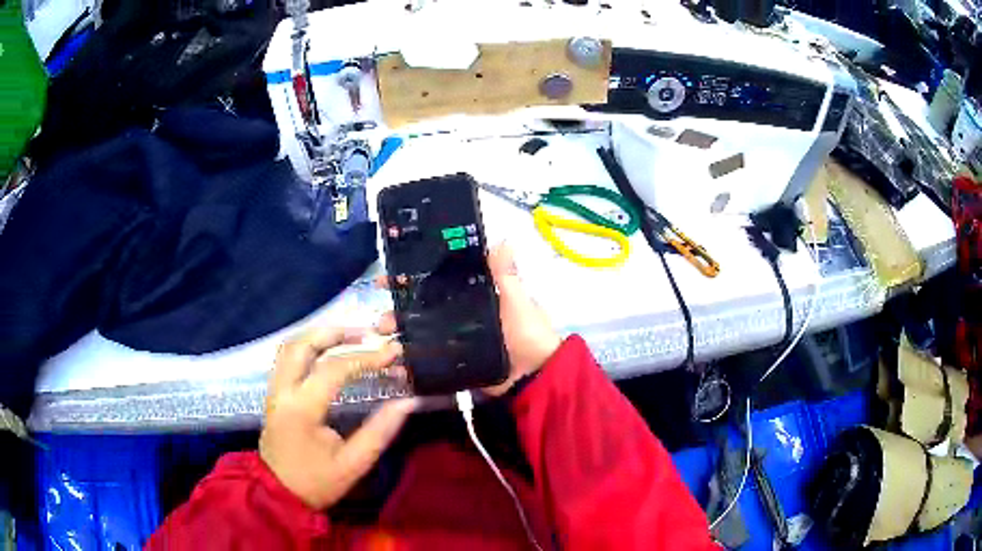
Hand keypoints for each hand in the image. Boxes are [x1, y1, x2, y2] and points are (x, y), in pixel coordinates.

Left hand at [260, 327, 415, 509]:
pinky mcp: (273, 394)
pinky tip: (328, 352)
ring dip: (320, 336)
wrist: (278, 494)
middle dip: (335, 332)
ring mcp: (274, 390)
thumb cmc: (316, 482)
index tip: (393, 352)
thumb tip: (408, 402)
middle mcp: (282, 391)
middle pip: (301, 344)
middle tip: (366, 334)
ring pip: (290, 346)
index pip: (333, 369)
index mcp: (301, 408)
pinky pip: (287, 358)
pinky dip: (309, 346)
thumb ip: (380, 431)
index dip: (366, 357)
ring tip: (350, 337)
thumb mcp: (353, 464)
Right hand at [374, 243, 561, 396]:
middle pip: (418, 311)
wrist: (535, 377)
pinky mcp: (453, 365)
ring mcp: (453, 343)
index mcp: (470, 296)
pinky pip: (427, 363)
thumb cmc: (527, 334)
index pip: (434, 283)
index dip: (409, 278)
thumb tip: (503, 238)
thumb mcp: (517, 301)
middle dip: (395, 314)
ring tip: (387, 348)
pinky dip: (410, 367)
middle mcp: (457, 317)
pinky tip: (396, 370)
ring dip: (398, 340)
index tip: (386, 278)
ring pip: (418, 337)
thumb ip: (506, 275)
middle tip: (381, 322)